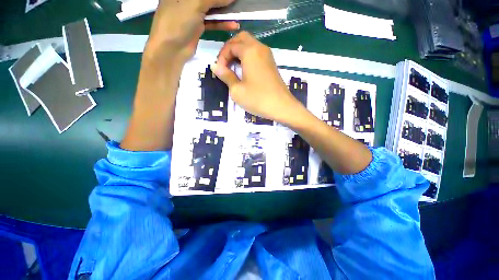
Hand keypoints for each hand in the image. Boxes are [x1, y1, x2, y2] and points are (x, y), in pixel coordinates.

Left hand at [144, 0, 239, 63]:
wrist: (171, 49)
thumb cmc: (177, 21)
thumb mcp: (194, 4)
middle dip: (222, 0)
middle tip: (236, 2)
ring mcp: (192, 13)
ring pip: (211, 9)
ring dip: (224, 11)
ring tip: (238, 12)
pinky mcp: (198, 26)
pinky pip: (212, 22)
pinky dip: (222, 23)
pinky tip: (233, 24)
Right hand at [212, 32, 301, 123]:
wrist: (281, 107)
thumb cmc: (257, 99)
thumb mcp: (237, 90)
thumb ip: (226, 76)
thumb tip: (215, 66)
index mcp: (250, 51)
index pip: (231, 45)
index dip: (222, 57)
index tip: (219, 71)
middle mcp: (260, 48)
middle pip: (241, 38)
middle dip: (230, 49)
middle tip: (225, 64)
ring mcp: (268, 56)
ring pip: (250, 45)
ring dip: (239, 52)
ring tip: (233, 68)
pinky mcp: (272, 64)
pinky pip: (257, 53)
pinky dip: (248, 57)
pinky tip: (245, 71)